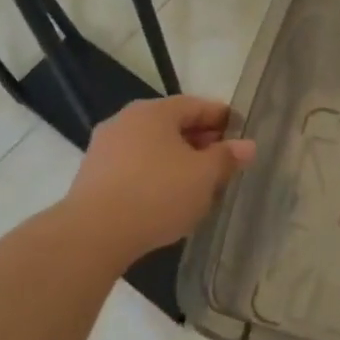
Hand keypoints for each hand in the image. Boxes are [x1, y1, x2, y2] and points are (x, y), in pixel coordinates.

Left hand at [66, 96, 256, 259]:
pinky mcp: (93, 175)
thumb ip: (226, 158)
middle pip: (172, 124)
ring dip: (177, 159)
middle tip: (223, 160)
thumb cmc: (157, 194)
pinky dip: (155, 174)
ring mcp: (105, 147)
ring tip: (198, 182)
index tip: (240, 132)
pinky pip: (134, 166)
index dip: (221, 117)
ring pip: (152, 147)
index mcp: (154, 111)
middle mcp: (126, 120)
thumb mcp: (204, 176)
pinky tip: (167, 197)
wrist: (94, 233)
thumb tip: (247, 146)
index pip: (196, 105)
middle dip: (200, 140)